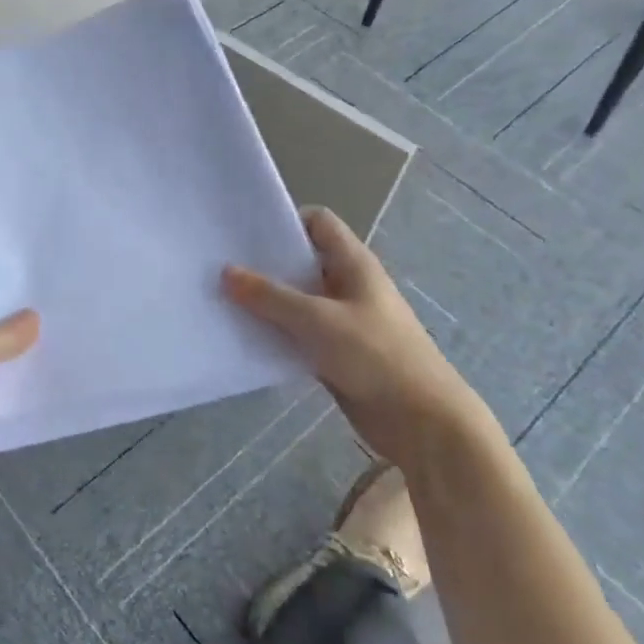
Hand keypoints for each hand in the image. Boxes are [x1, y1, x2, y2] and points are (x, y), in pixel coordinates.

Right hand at [223, 206, 481, 465]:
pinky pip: (298, 334)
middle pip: (302, 262)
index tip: (246, 234)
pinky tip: (244, 339)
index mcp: (353, 264)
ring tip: (223, 301)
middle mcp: (347, 285)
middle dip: (265, 264)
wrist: (423, 422)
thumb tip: (226, 271)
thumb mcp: (318, 320)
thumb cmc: (376, 355)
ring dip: (266, 303)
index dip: (285, 221)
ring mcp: (342, 321)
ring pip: (297, 301)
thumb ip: (270, 296)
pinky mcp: (335, 354)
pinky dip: (276, 334)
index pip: (318, 222)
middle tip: (221, 267)